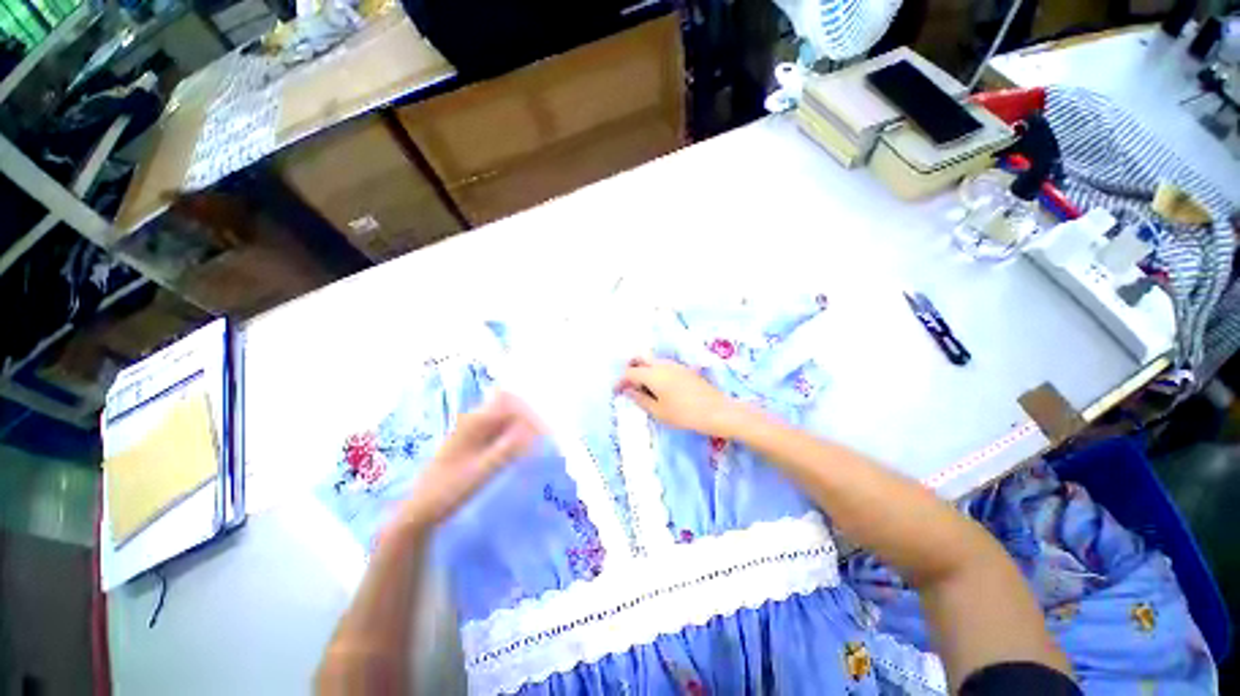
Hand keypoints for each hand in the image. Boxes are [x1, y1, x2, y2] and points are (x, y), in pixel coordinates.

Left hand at [398, 392, 542, 527]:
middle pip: (509, 408)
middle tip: (545, 438)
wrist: (420, 511)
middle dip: (529, 419)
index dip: (530, 414)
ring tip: (537, 445)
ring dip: (522, 427)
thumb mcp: (481, 472)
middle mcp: (473, 420)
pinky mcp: (472, 442)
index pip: (510, 404)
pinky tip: (521, 451)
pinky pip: (499, 430)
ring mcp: (472, 431)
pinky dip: (513, 436)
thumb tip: (534, 432)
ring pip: (505, 419)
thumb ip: (508, 450)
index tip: (545, 432)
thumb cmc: (449, 491)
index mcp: (474, 422)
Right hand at [616, 358, 750, 437]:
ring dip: (643, 370)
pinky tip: (658, 387)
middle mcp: (662, 364)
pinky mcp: (684, 369)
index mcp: (652, 374)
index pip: (630, 372)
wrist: (717, 411)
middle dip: (630, 369)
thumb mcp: (658, 411)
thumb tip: (628, 391)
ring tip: (642, 389)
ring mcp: (675, 365)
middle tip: (627, 385)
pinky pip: (663, 365)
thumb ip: (640, 399)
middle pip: (640, 359)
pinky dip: (654, 372)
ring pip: (652, 361)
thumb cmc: (684, 414)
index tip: (616, 392)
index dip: (620, 381)